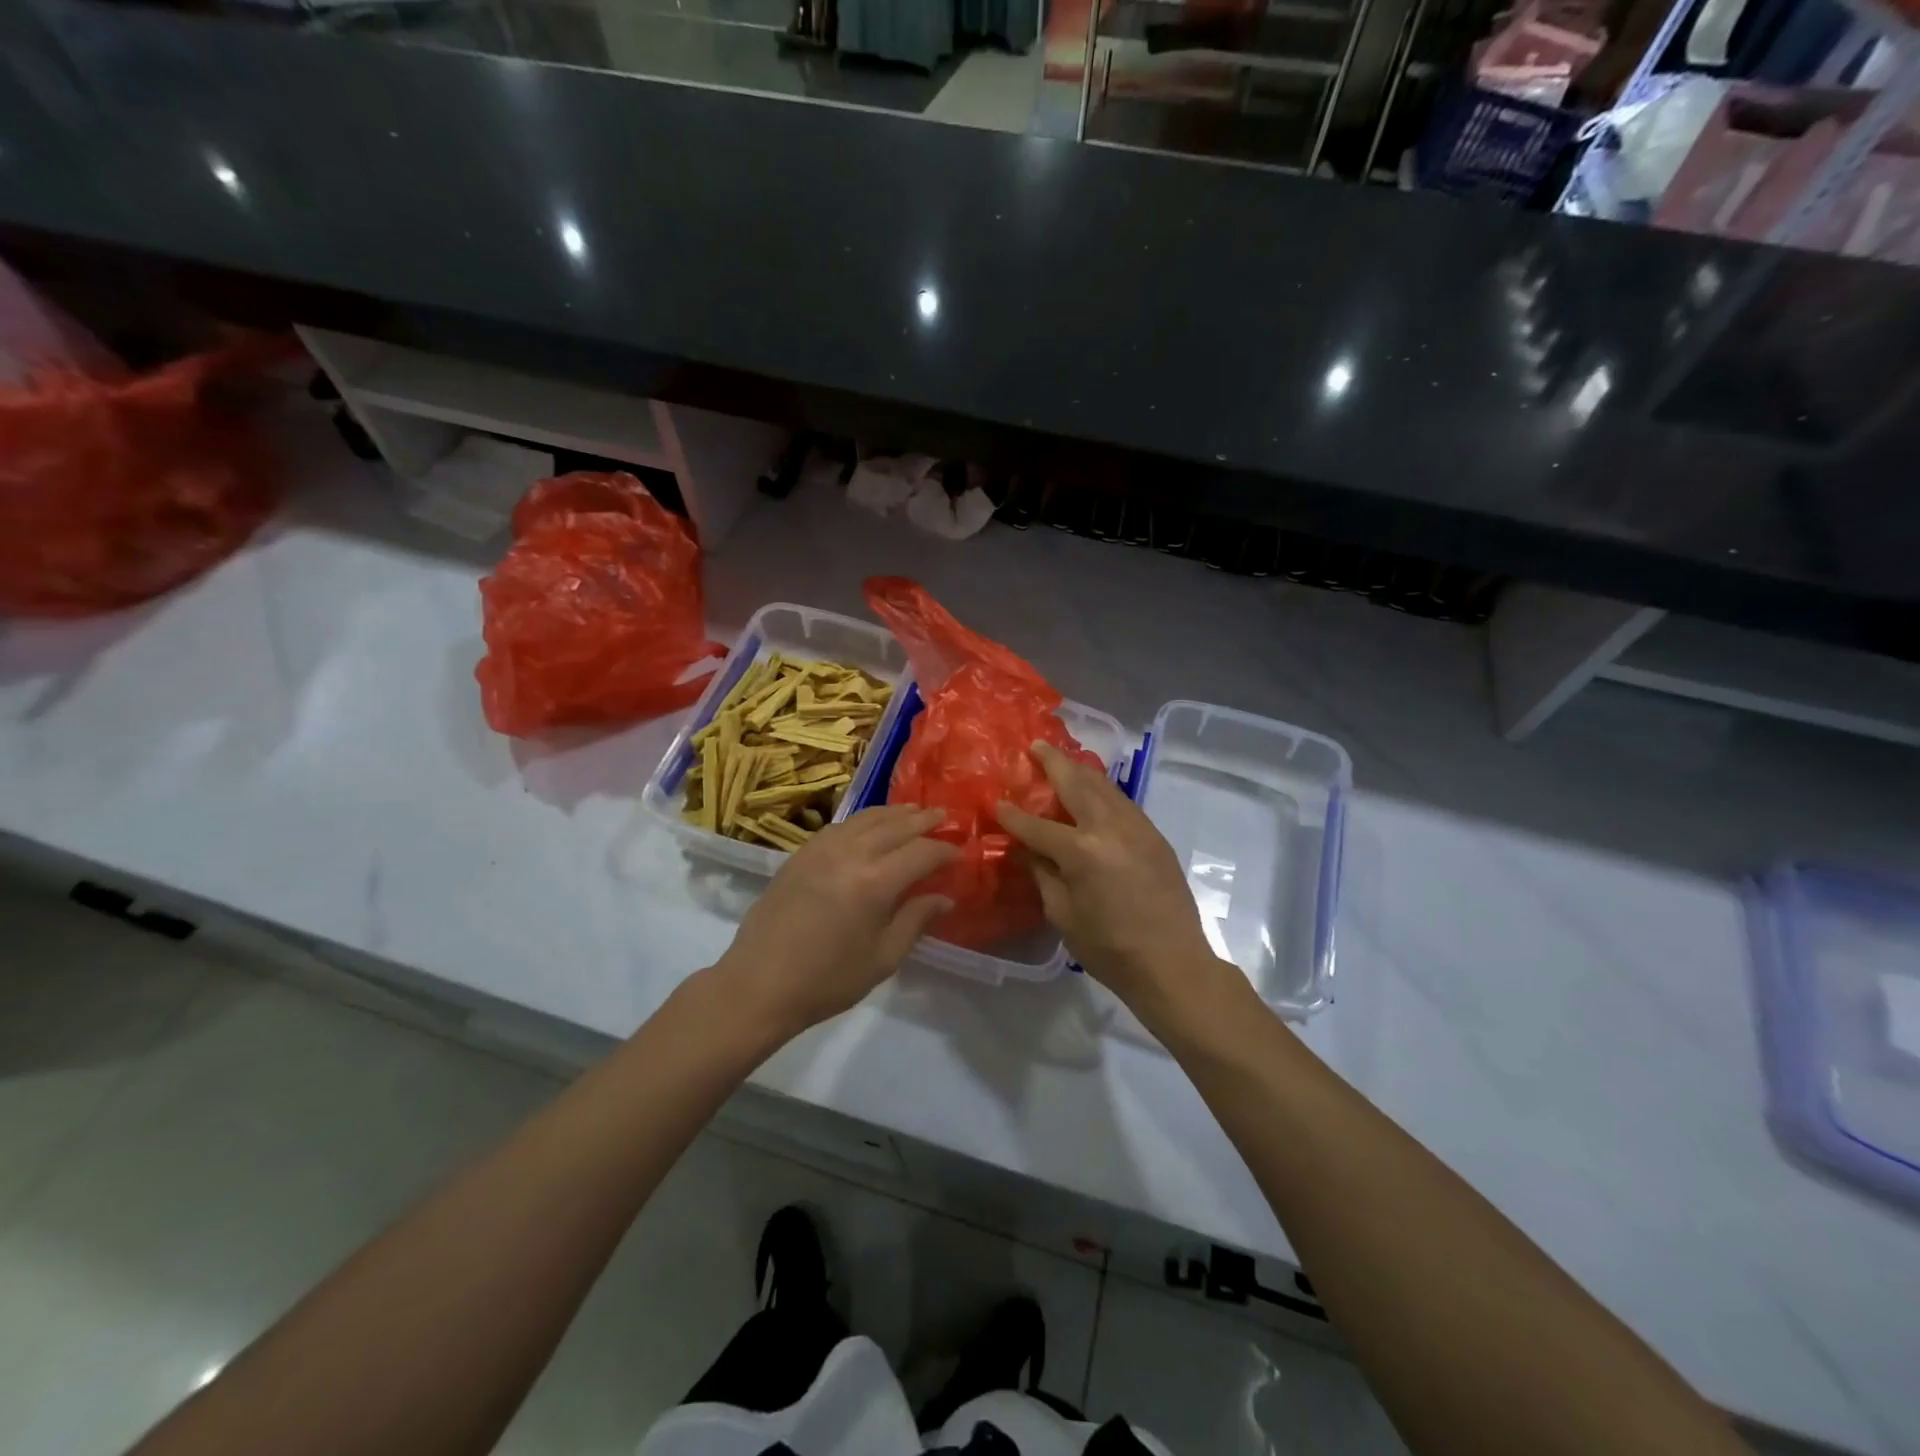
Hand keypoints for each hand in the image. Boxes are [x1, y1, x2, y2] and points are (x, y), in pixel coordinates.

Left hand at [710, 806, 956, 1037]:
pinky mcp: (800, 854)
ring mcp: (821, 849)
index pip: (921, 853)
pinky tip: (869, 826)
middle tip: (944, 815)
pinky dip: (862, 820)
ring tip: (912, 812)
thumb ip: (915, 920)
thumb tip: (944, 897)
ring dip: (893, 813)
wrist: (759, 984)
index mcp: (875, 882)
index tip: (960, 852)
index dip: (944, 850)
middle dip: (923, 820)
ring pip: (865, 818)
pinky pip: (839, 826)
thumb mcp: (883, 958)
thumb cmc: (827, 980)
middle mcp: (851, 854)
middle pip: (895, 826)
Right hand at [996, 742, 1233, 1023]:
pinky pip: (1123, 802)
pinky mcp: (1155, 836)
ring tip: (1064, 760)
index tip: (996, 802)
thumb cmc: (1110, 949)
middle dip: (1053, 763)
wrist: (1173, 963)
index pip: (1037, 825)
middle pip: (1076, 784)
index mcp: (1081, 851)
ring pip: (1105, 786)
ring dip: (1081, 770)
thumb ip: (1043, 875)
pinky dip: (1104, 790)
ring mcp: (1137, 828)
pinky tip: (1095, 791)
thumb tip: (1026, 850)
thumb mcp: (1063, 916)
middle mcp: (1110, 828)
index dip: (1013, 815)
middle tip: (1036, 746)